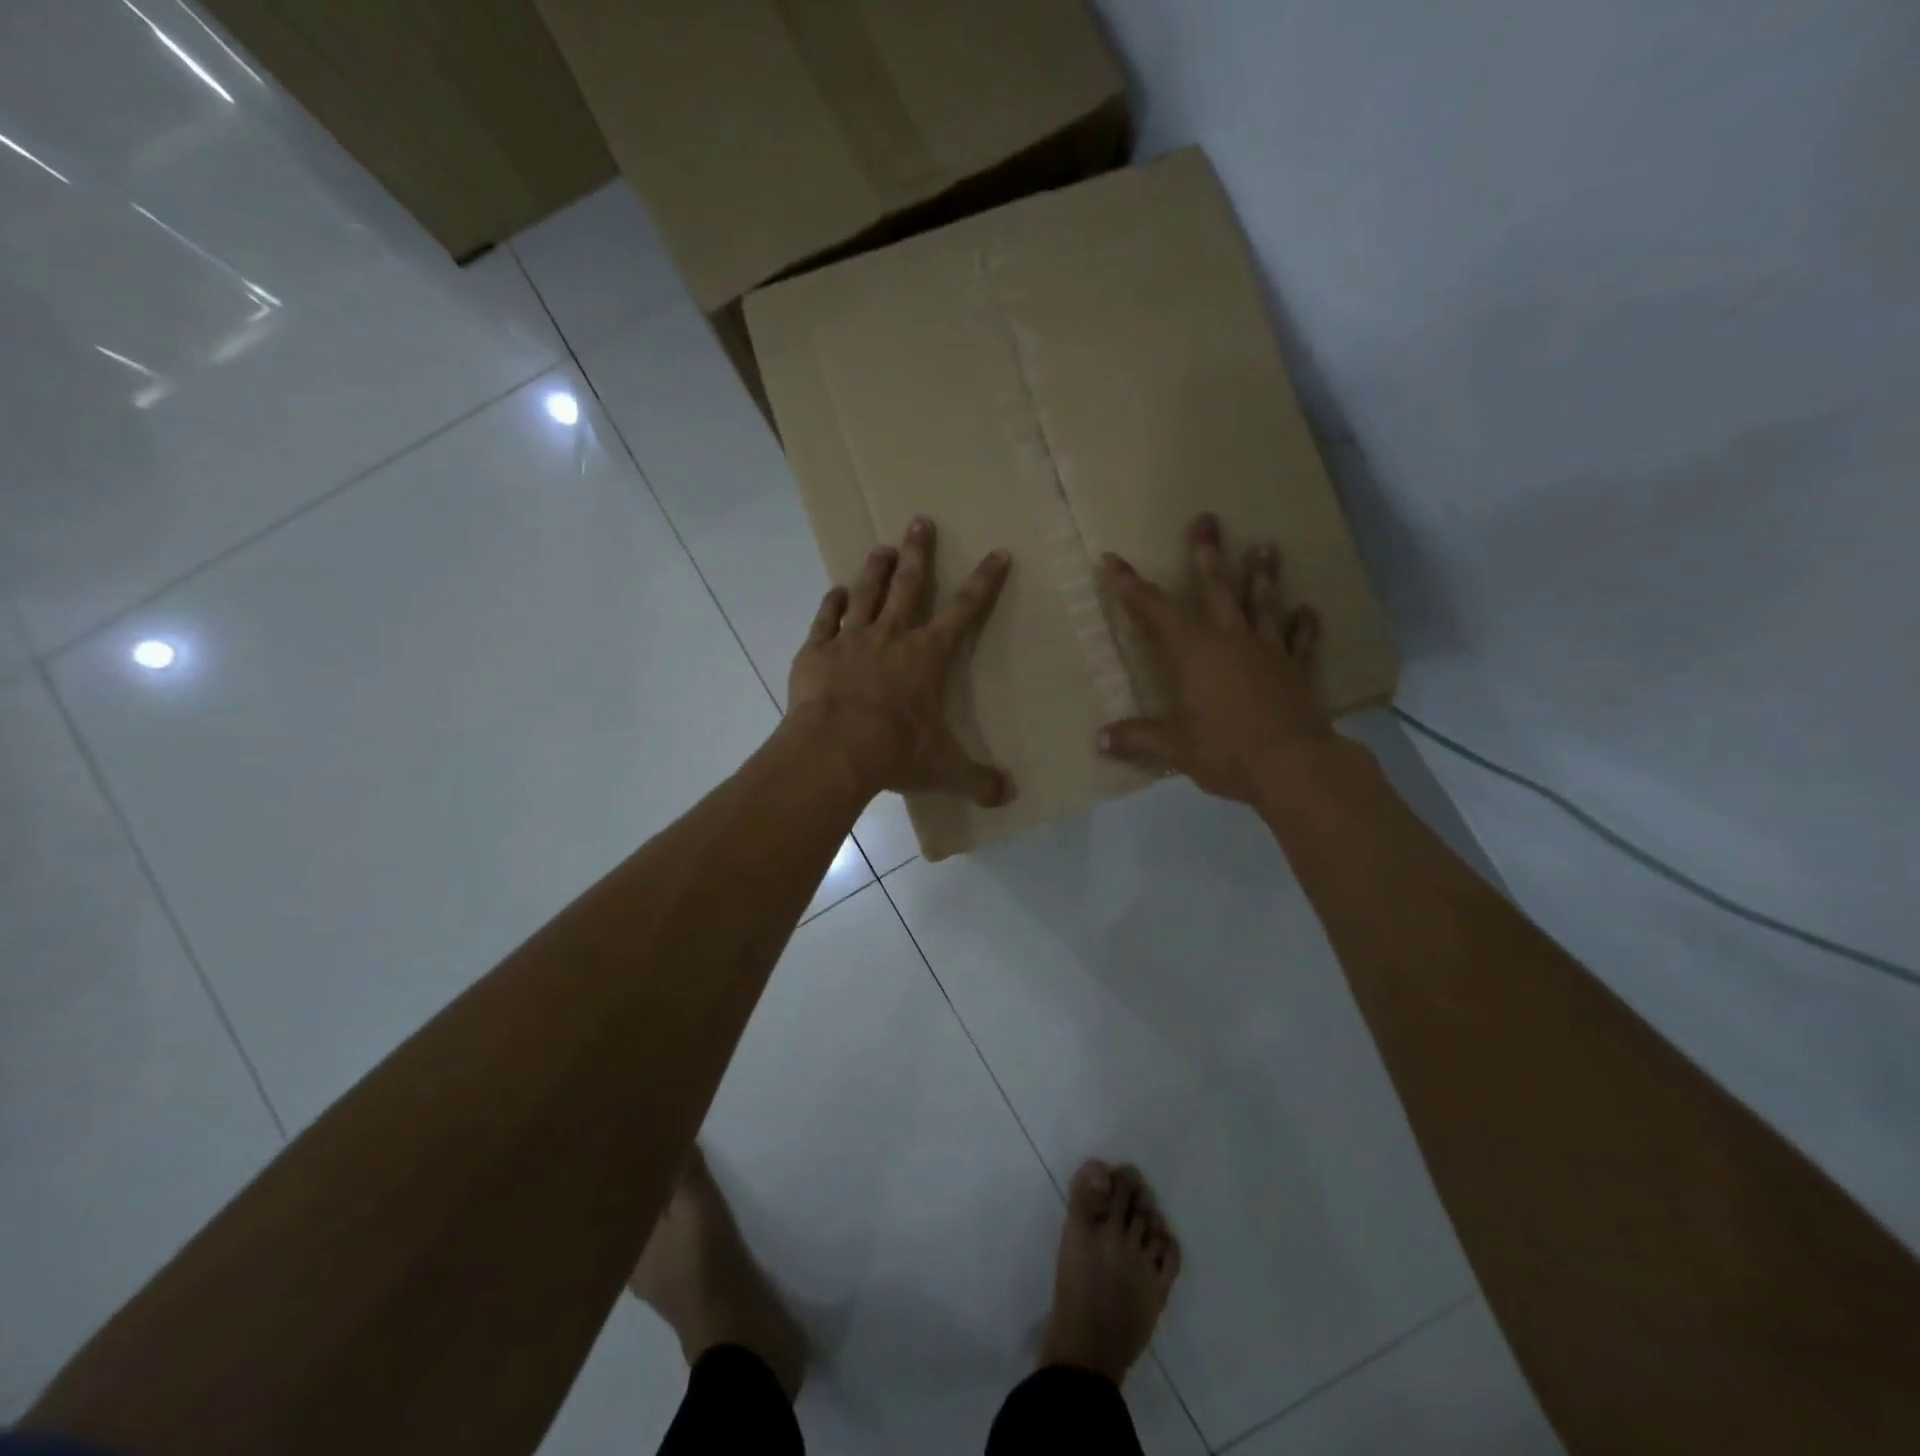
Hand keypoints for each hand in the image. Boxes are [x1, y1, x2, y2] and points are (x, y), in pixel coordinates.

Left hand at [788, 517, 1015, 806]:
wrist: (834, 749)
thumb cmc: (895, 751)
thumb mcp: (943, 769)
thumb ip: (976, 780)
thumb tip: (1008, 796)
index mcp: (928, 656)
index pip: (964, 611)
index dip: (984, 582)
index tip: (997, 553)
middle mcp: (892, 636)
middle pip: (909, 585)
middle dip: (919, 553)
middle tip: (920, 521)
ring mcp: (851, 639)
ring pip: (867, 593)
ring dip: (876, 568)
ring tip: (882, 547)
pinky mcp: (817, 651)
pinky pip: (826, 618)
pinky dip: (832, 603)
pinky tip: (836, 591)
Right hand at [1096, 513, 1330, 805]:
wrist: (1293, 766)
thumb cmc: (1226, 751)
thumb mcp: (1174, 748)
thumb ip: (1137, 739)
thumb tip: (1100, 741)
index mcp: (1193, 652)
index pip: (1153, 611)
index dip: (1129, 586)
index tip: (1111, 560)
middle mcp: (1230, 640)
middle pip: (1216, 587)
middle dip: (1206, 553)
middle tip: (1207, 518)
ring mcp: (1268, 650)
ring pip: (1262, 602)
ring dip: (1262, 573)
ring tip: (1266, 544)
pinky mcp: (1296, 669)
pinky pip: (1301, 640)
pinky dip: (1304, 624)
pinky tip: (1308, 610)